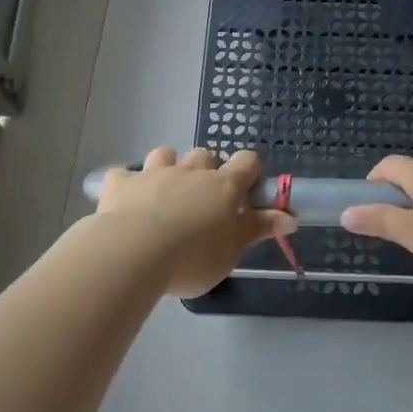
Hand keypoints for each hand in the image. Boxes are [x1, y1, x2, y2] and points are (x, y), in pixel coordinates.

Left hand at [96, 148, 295, 295]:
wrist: (133, 253)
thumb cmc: (193, 257)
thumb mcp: (233, 250)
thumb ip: (259, 229)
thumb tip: (291, 216)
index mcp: (223, 186)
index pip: (247, 161)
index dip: (250, 170)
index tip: (248, 189)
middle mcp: (191, 171)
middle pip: (205, 155)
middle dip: (206, 170)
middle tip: (203, 200)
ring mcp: (154, 173)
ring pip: (166, 154)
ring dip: (168, 167)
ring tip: (164, 194)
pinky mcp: (121, 183)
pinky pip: (123, 174)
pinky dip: (127, 184)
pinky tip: (125, 201)